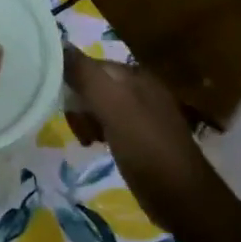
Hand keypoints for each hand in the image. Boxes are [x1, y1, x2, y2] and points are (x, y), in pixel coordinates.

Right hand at [62, 46, 215, 203]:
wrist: (182, 197)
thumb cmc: (146, 148)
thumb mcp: (113, 107)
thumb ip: (86, 75)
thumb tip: (58, 43)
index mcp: (135, 76)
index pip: (90, 65)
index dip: (70, 81)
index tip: (60, 104)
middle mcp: (139, 89)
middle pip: (93, 85)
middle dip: (78, 104)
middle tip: (79, 128)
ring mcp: (142, 114)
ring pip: (98, 106)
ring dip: (86, 120)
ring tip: (87, 140)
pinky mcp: (140, 137)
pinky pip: (109, 124)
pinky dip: (98, 132)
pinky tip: (96, 146)